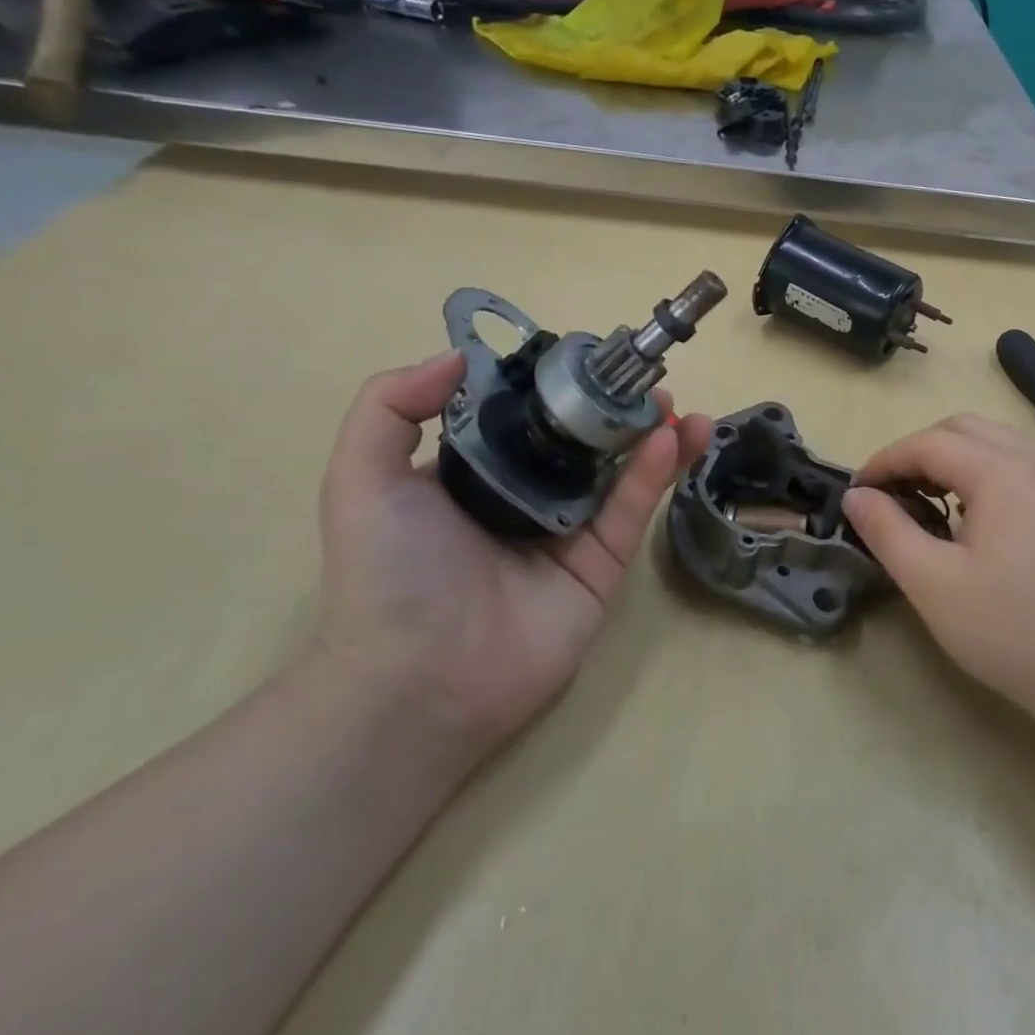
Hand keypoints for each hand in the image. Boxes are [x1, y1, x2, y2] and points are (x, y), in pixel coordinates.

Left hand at [315, 351, 711, 759]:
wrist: (420, 680)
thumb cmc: (390, 573)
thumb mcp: (362, 479)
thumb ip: (390, 407)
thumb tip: (459, 354)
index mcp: (476, 473)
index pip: (525, 415)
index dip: (556, 384)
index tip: (586, 357)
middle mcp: (526, 496)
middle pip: (581, 440)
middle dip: (614, 407)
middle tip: (643, 380)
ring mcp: (569, 531)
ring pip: (618, 471)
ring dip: (651, 434)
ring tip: (673, 404)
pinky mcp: (601, 564)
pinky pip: (630, 510)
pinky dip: (653, 473)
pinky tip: (669, 438)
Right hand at [842, 413, 1034, 724]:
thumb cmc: (1010, 629)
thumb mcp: (932, 582)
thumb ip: (887, 530)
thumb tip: (855, 496)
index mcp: (1002, 471)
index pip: (928, 443)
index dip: (885, 461)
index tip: (857, 494)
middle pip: (963, 429)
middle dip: (917, 452)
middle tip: (891, 494)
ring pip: (994, 441)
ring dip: (952, 458)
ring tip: (927, 501)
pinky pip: (1019, 464)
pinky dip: (983, 472)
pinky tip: (973, 516)